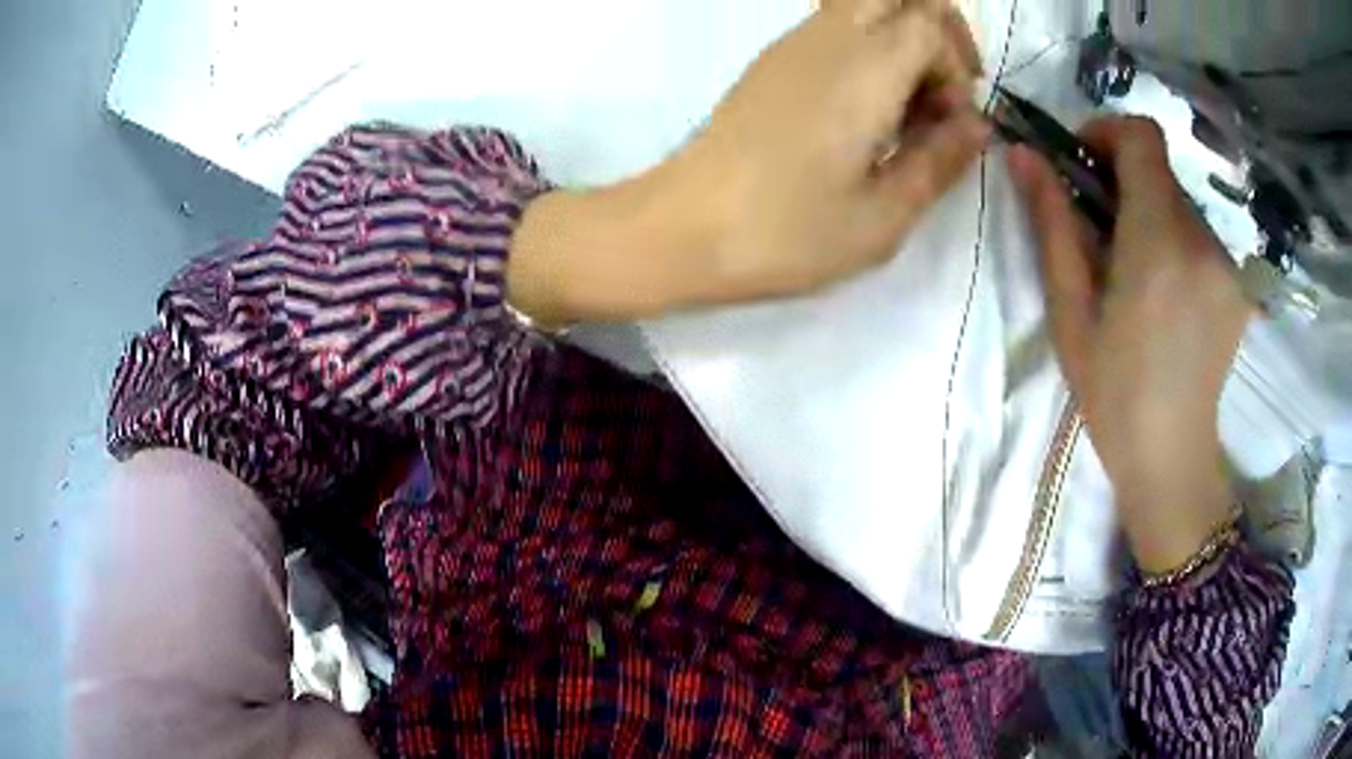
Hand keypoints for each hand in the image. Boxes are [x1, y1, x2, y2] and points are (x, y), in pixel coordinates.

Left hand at [510, 0, 989, 321]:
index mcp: (864, 68)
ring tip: (905, 114)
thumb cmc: (785, 232)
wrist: (680, 228)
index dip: (956, 65)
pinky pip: (835, 29)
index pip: (930, 21)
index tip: (948, 123)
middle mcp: (827, 38)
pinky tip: (865, 115)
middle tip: (941, 95)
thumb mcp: (883, 217)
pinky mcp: (771, 62)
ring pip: (865, 6)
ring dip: (901, 43)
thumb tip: (977, 125)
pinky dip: (868, 53)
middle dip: (936, 33)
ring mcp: (792, 45)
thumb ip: (940, 161)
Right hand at [1009, 117, 1250, 572]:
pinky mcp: (1238, 284)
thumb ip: (1053, 224)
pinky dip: (1174, 242)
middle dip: (1124, 180)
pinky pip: (1199, 235)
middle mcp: (1202, 241)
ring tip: (1133, 273)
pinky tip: (1163, 295)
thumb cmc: (1113, 394)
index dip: (1108, 132)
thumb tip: (1023, 154)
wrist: (1171, 459)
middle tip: (1100, 230)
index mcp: (1159, 242)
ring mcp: (1227, 264)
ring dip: (1150, 215)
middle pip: (1160, 171)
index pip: (1143, 137)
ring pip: (1180, 203)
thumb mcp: (1070, 312)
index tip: (1084, 164)